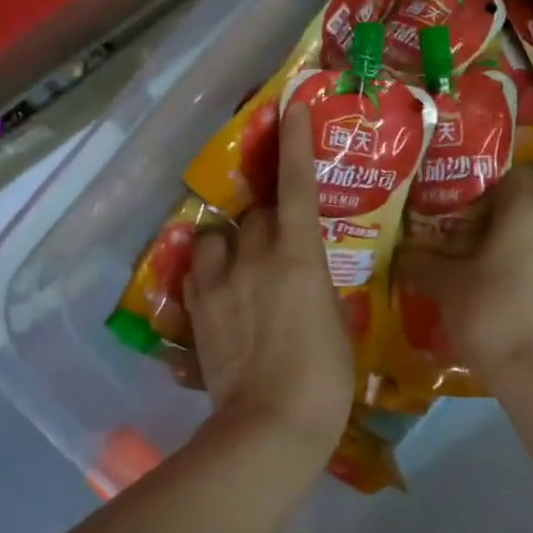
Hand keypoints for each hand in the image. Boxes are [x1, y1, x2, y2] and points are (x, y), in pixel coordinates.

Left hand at [185, 104, 352, 458]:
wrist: (271, 425)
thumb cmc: (325, 379)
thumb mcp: (336, 324)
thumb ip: (316, 287)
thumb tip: (304, 277)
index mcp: (299, 257)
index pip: (297, 187)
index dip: (295, 144)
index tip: (292, 107)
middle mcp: (255, 258)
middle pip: (255, 214)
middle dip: (267, 220)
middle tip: (280, 246)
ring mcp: (219, 283)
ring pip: (216, 237)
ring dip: (230, 243)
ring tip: (239, 266)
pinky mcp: (196, 310)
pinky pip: (197, 271)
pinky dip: (209, 271)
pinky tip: (220, 291)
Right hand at [395, 168, 532, 391]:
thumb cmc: (490, 315)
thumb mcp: (445, 286)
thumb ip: (422, 262)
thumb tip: (403, 253)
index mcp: (527, 211)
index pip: (514, 170)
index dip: (486, 177)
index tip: (458, 194)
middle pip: (527, 202)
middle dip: (497, 211)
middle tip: (462, 226)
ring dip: (514, 240)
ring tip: (480, 258)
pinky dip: (528, 265)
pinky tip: (503, 287)